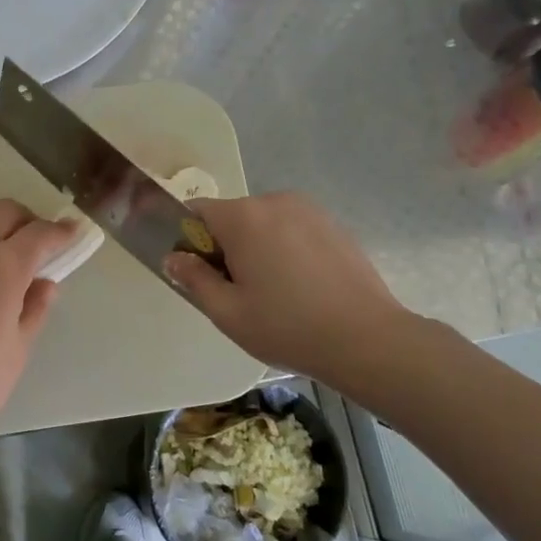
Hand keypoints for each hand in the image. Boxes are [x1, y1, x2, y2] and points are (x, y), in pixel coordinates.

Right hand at [164, 192, 409, 385]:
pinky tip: (301, 288)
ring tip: (274, 293)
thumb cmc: (287, 327)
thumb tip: (174, 257)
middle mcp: (275, 201)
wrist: (366, 338)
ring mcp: (310, 210)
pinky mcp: (334, 225)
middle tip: (237, 292)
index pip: (197, 211)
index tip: (197, 273)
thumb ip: (194, 279)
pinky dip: (286, 250)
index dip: (188, 239)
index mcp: (243, 218)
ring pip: (264, 224)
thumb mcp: (228, 312)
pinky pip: (293, 230)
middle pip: (232, 217)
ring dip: (257, 248)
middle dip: (225, 246)